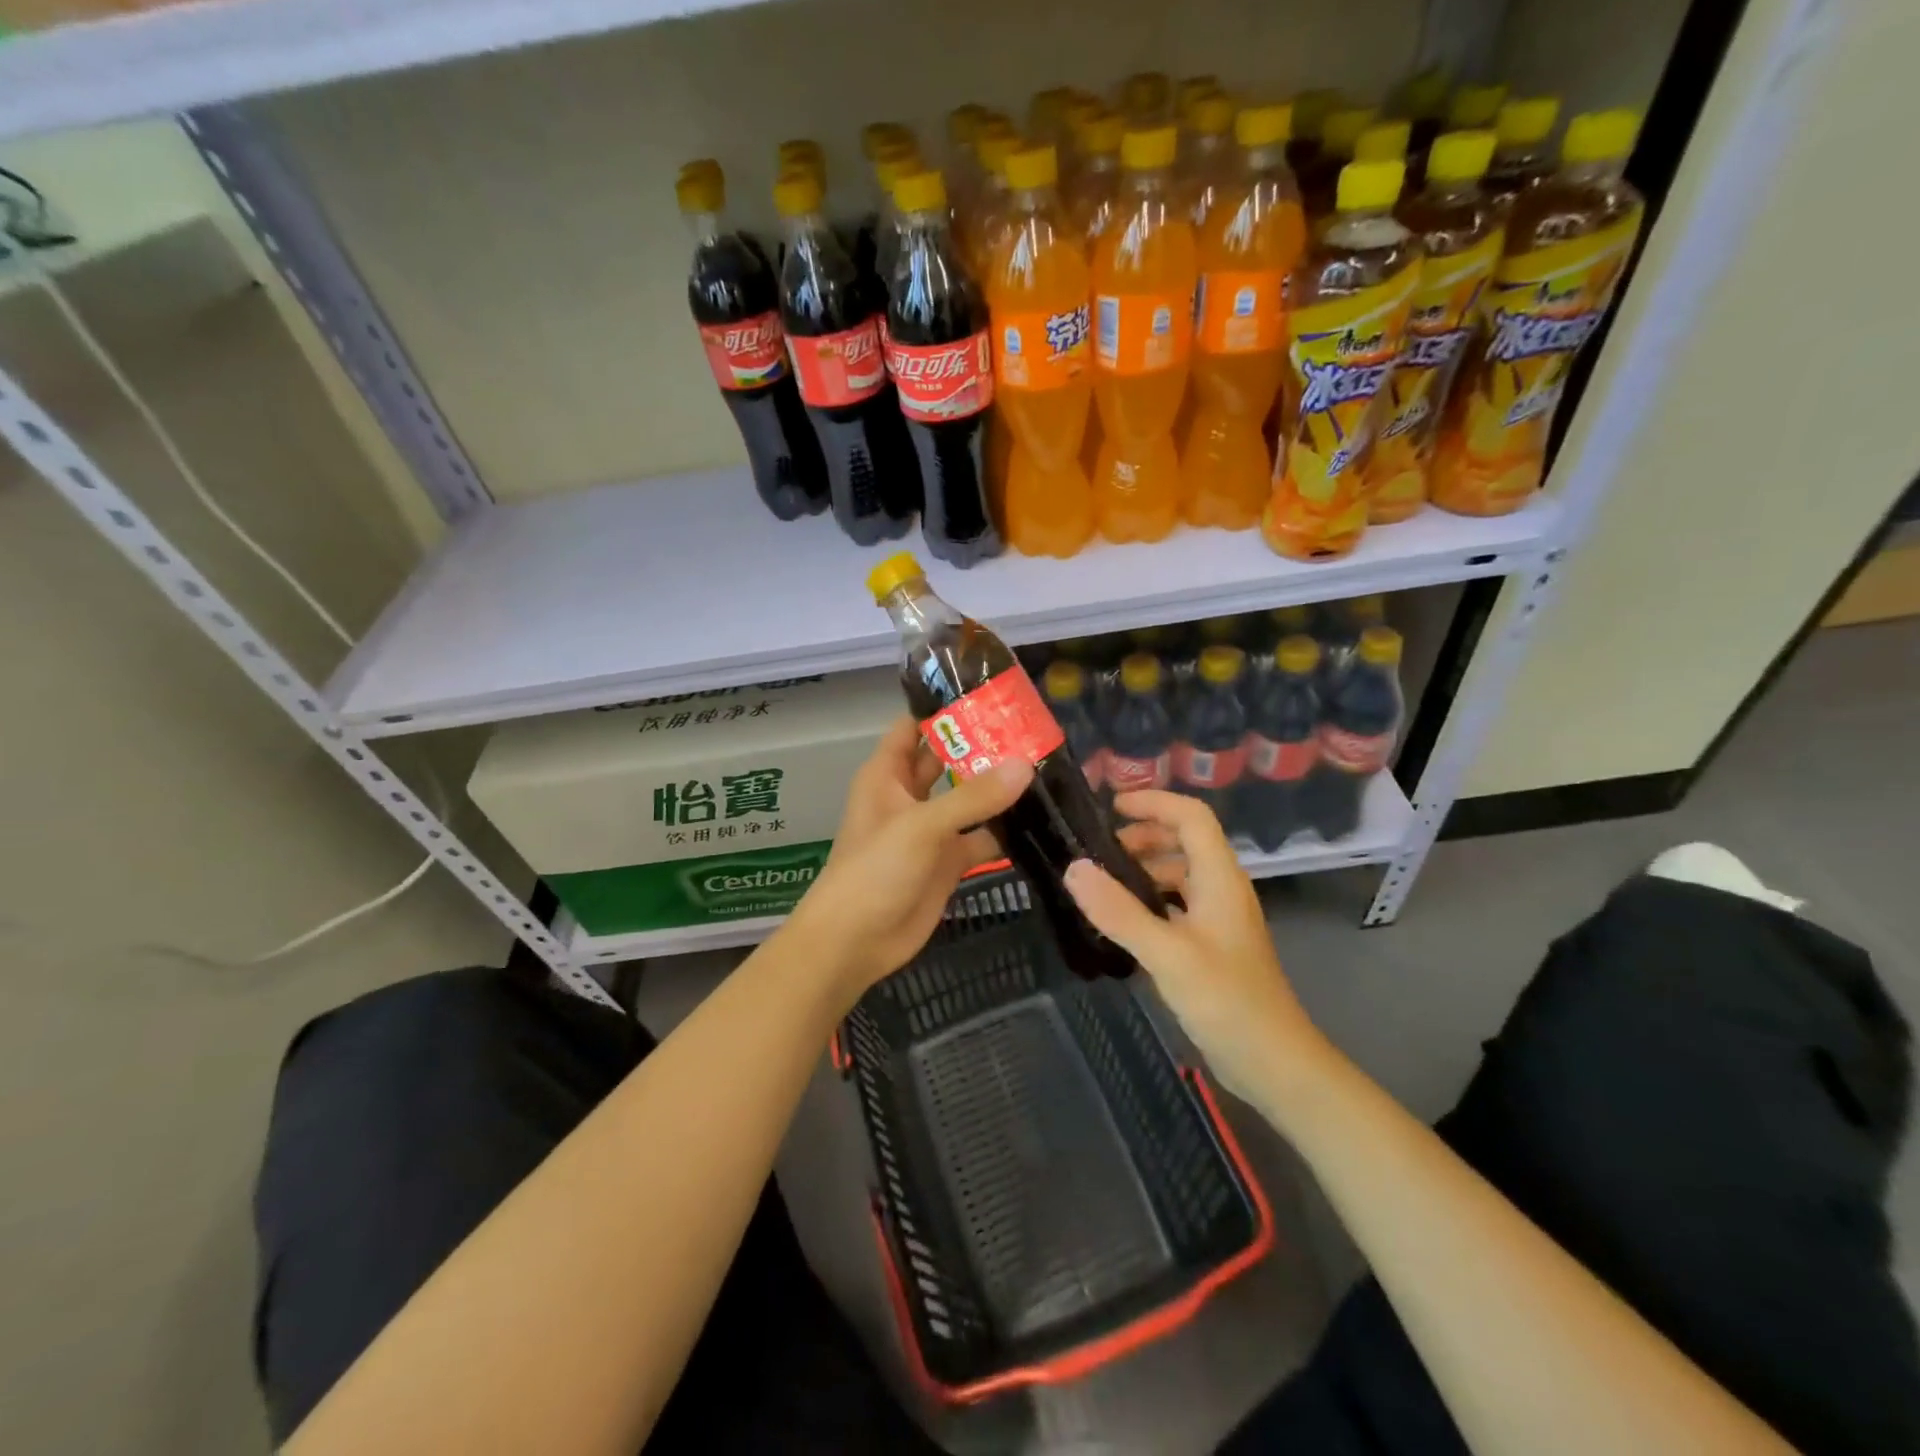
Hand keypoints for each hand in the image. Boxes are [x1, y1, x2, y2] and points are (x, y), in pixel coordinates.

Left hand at [784, 716, 1031, 1003]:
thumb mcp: (921, 826)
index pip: (916, 726)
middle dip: (984, 745)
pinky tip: (1043, 818)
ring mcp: (932, 829)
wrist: (856, 942)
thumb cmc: (874, 871)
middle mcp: (910, 795)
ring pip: (970, 798)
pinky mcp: (950, 861)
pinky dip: (1006, 830)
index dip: (946, 709)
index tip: (992, 693)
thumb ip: (973, 797)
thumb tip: (1026, 764)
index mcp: (889, 774)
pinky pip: (982, 837)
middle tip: (1034, 728)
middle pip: (949, 759)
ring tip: (1049, 764)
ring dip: (1000, 787)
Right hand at [1067, 790, 1322, 1104]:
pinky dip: (1149, 901)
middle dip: (1143, 836)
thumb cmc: (1226, 1000)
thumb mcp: (1167, 954)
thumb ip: (1119, 911)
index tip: (1111, 808)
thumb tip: (1073, 868)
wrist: (1273, 1063)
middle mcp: (1221, 890)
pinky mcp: (1210, 946)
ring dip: (1143, 870)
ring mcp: (1217, 920)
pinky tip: (1122, 923)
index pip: (1192, 817)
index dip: (1154, 803)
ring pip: (1179, 875)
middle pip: (1184, 841)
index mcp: (1219, 879)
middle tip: (1099, 853)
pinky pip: (1175, 906)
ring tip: (1102, 886)